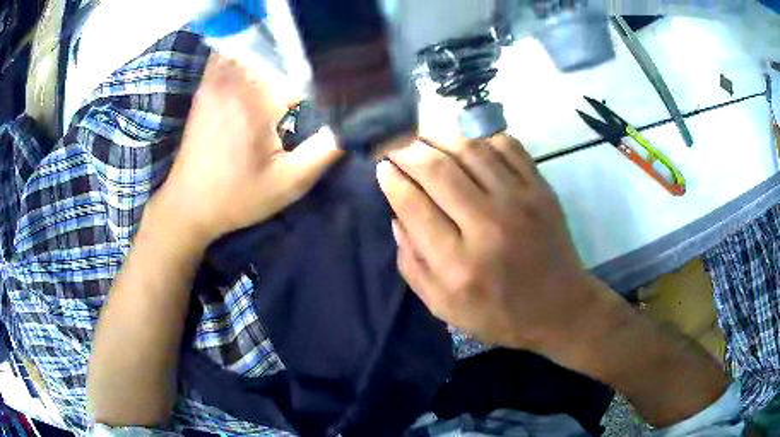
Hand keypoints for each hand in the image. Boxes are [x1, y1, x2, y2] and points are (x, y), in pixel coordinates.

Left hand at [155, 54, 342, 244]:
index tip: (340, 92)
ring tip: (294, 71)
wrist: (188, 204)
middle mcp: (237, 78)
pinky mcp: (208, 83)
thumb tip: (355, 120)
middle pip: (283, 50)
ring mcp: (218, 77)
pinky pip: (235, 53)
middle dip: (304, 61)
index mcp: (259, 99)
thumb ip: (326, 149)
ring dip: (279, 53)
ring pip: (258, 45)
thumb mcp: (290, 183)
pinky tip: (264, 70)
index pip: (307, 70)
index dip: (327, 80)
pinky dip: (253, 53)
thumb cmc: (238, 197)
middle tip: (321, 79)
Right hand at [377, 135, 609, 352]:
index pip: (413, 205)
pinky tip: (466, 140)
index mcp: (458, 264)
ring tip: (422, 134)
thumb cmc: (499, 314)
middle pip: (437, 170)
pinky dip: (481, 136)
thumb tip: (397, 216)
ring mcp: (520, 201)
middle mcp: (488, 225)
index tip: (381, 167)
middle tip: (394, 144)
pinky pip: (506, 146)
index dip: (391, 180)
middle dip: (407, 150)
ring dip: (439, 136)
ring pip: (470, 150)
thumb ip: (412, 265)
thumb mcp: (444, 307)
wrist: (559, 308)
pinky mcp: (541, 189)